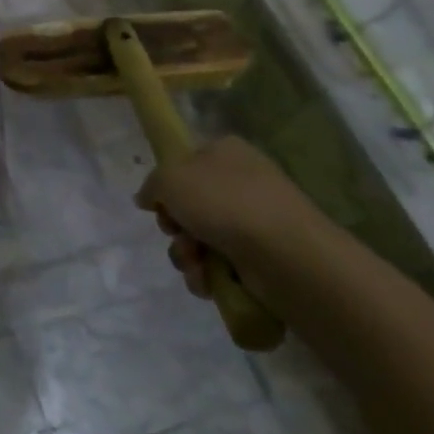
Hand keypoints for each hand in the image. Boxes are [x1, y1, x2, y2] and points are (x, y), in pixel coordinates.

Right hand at [141, 136, 331, 300]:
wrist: (286, 254)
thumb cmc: (225, 202)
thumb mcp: (170, 178)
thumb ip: (151, 185)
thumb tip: (147, 198)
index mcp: (226, 152)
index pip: (186, 163)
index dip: (167, 184)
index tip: (159, 202)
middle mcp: (242, 183)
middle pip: (190, 205)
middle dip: (175, 226)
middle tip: (175, 233)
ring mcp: (255, 222)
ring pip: (201, 238)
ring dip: (187, 254)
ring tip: (194, 262)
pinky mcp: (263, 259)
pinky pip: (220, 265)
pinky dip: (208, 275)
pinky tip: (208, 280)